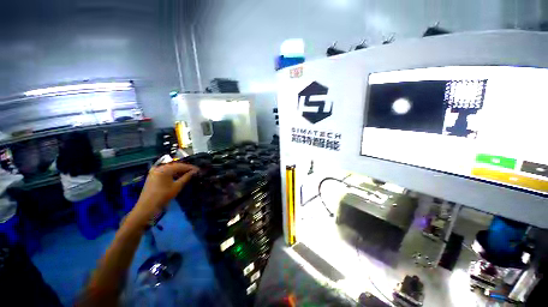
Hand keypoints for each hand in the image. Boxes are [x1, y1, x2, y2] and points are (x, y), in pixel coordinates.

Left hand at [134, 162, 197, 218]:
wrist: (147, 207)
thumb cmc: (163, 196)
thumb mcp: (177, 186)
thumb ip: (186, 177)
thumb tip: (195, 171)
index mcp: (165, 169)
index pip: (181, 165)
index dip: (190, 167)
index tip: (198, 169)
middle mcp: (159, 167)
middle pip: (175, 165)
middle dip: (185, 168)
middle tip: (194, 171)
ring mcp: (155, 171)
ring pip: (170, 168)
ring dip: (179, 170)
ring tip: (188, 174)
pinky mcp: (153, 175)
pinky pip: (165, 171)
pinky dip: (172, 173)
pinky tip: (178, 176)